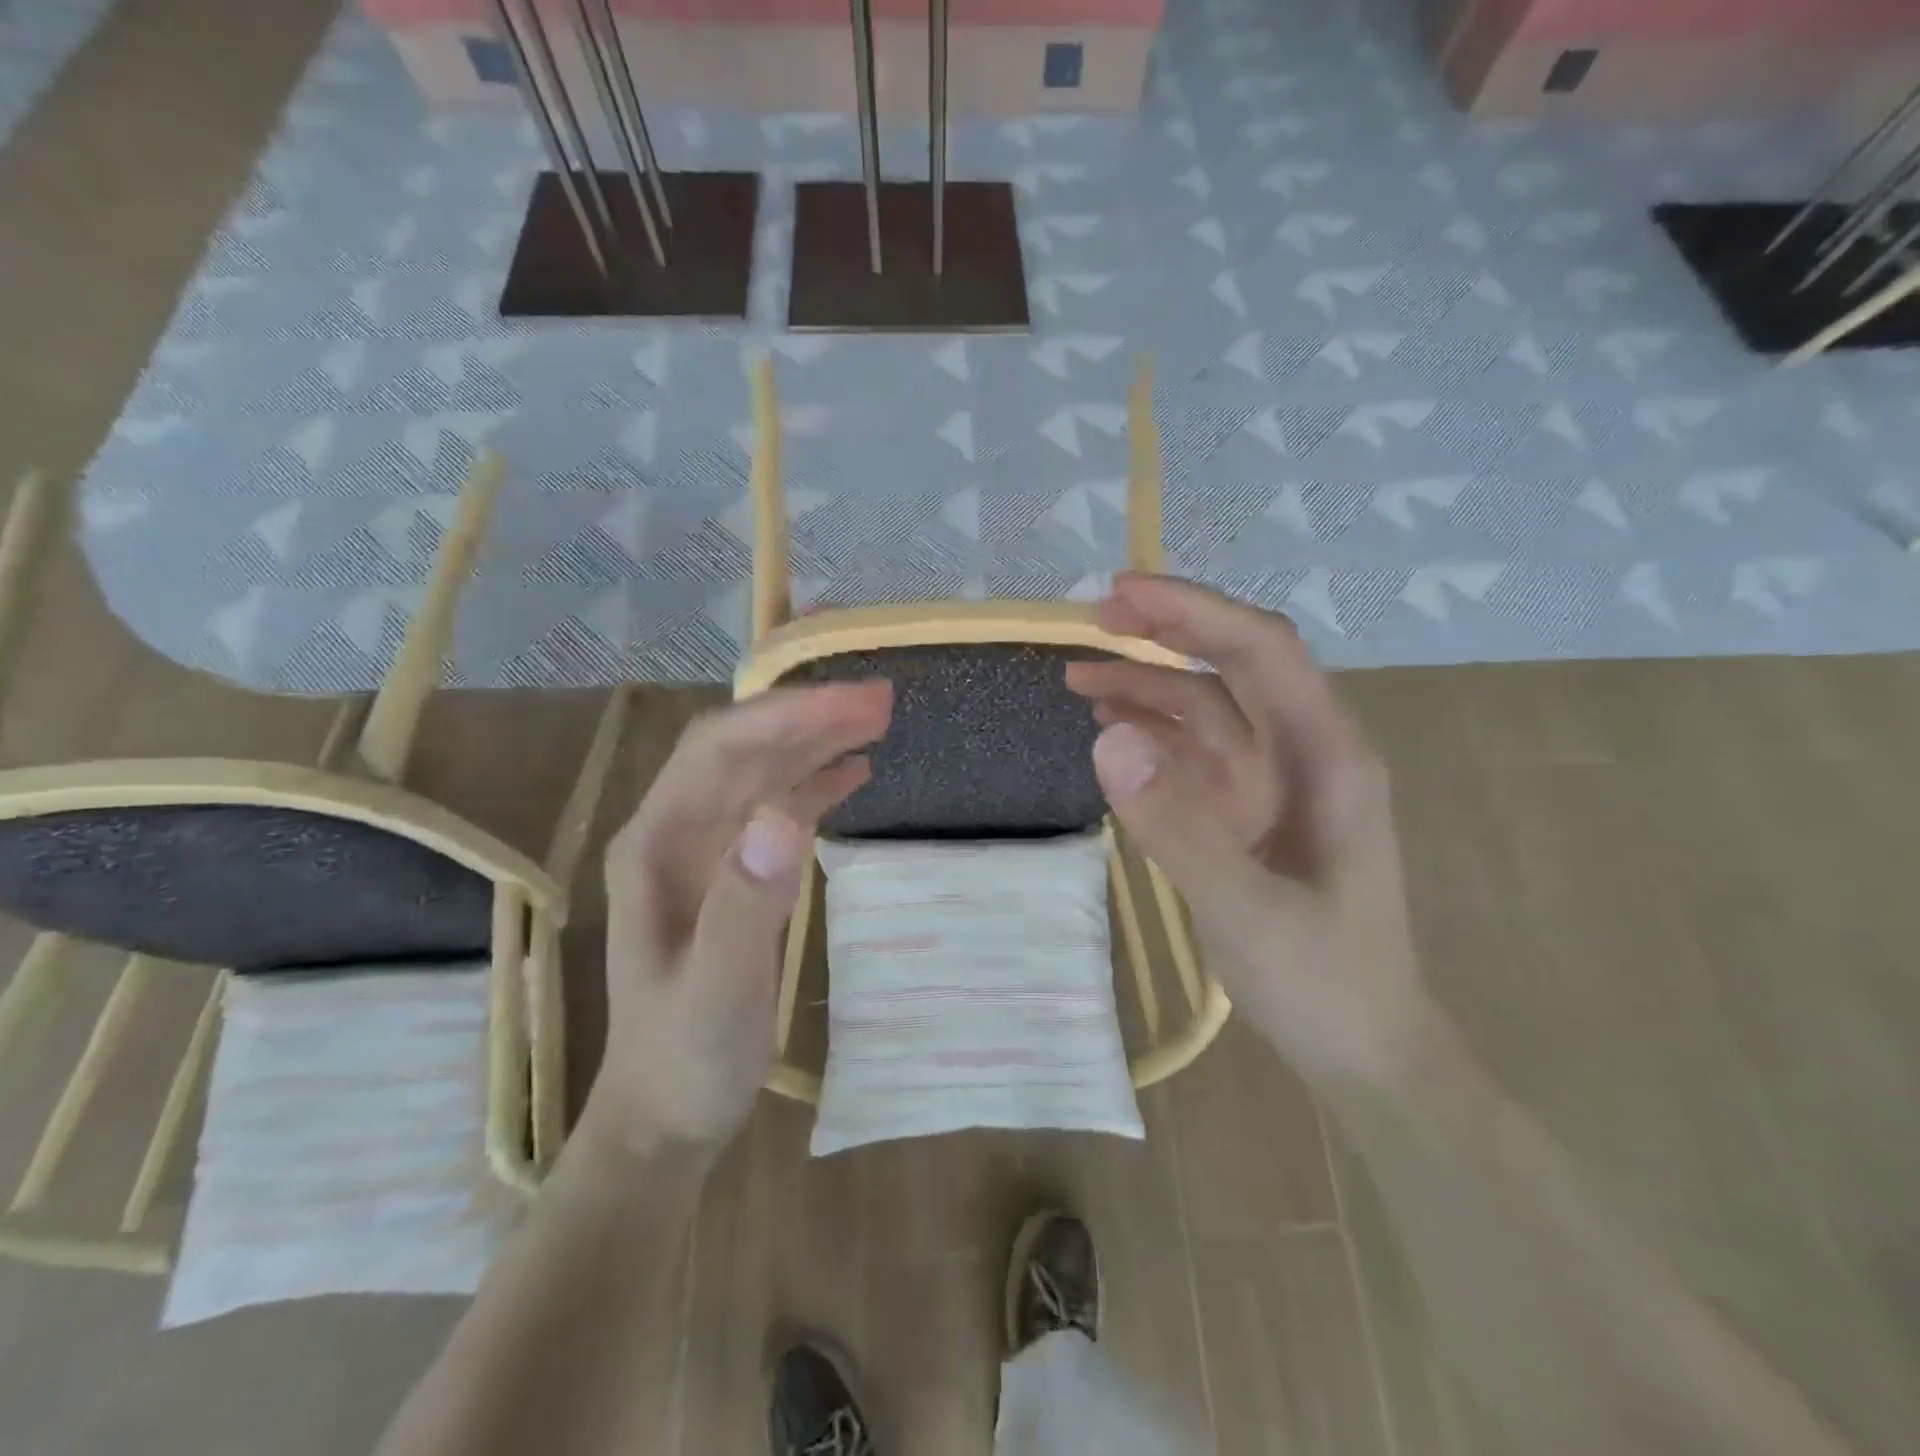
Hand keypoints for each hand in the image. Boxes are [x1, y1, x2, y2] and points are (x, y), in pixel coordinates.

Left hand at [590, 682, 892, 1151]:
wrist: (666, 1115)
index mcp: (655, 845)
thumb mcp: (717, 992)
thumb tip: (786, 814)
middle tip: (882, 703)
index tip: (855, 704)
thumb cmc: (685, 1059)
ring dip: (815, 742)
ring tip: (876, 723)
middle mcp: (674, 833)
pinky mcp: (731, 872)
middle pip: (743, 749)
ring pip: (761, 772)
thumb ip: (745, 904)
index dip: (786, 717)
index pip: (719, 750)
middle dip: (808, 718)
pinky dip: (814, 783)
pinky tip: (853, 772)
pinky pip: (774, 808)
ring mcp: (702, 851)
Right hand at [1066, 574, 1433, 1097]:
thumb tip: (1108, 739)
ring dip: (1148, 686)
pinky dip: (1151, 736)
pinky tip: (1111, 734)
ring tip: (1079, 680)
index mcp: (1326, 756)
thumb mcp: (1248, 912)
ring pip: (1207, 710)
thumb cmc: (1324, 983)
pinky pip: (1194, 756)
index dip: (1193, 612)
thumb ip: (1180, 828)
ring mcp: (1272, 785)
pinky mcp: (1246, 815)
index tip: (1121, 595)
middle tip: (1091, 621)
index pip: (1261, 651)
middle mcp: (1302, 754)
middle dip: (1166, 634)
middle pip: (1233, 667)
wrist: (1364, 1053)